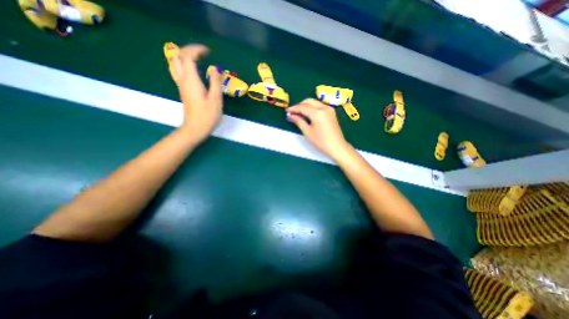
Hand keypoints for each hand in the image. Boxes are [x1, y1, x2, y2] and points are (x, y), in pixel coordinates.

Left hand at [168, 44, 222, 142]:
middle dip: (188, 50)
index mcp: (191, 80)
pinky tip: (195, 71)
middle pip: (177, 57)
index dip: (196, 50)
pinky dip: (185, 66)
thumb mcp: (216, 98)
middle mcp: (183, 80)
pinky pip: (179, 72)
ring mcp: (181, 85)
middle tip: (202, 53)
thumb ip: (216, 82)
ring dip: (184, 57)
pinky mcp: (183, 91)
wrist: (196, 128)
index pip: (188, 56)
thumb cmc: (208, 115)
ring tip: (198, 59)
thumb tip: (215, 69)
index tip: (208, 51)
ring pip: (175, 64)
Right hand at [289, 98, 351, 160]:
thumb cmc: (321, 141)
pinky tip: (308, 114)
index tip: (287, 111)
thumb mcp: (307, 132)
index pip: (303, 107)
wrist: (337, 147)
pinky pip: (319, 106)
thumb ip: (299, 121)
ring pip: (314, 102)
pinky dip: (312, 108)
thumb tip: (290, 115)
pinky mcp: (331, 112)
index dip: (294, 108)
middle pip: (309, 101)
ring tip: (299, 114)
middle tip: (292, 112)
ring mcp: (329, 109)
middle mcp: (324, 107)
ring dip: (306, 106)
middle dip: (300, 105)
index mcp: (318, 113)